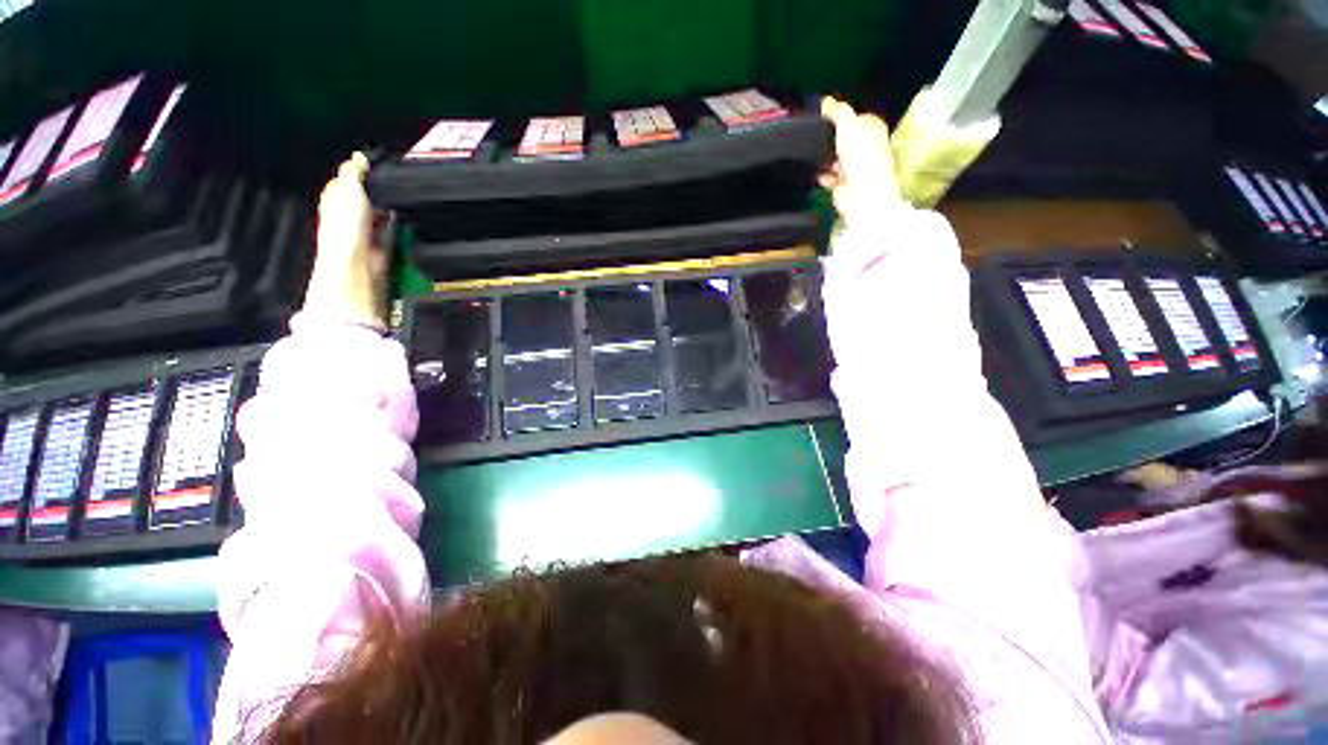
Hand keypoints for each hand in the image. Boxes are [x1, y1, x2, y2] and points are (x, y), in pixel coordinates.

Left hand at [304, 153, 389, 326]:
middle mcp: (349, 217)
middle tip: (394, 183)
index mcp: (335, 200)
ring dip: (391, 209)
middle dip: (380, 192)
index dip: (361, 173)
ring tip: (403, 200)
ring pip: (381, 215)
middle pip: (367, 199)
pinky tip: (406, 222)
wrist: (358, 266)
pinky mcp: (382, 249)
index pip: (347, 181)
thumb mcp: (348, 190)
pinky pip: (392, 233)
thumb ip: (354, 173)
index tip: (376, 165)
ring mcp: (366, 234)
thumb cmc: (345, 230)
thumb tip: (359, 157)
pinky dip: (399, 227)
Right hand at [818, 97, 903, 225]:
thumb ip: (837, 112)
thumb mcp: (848, 126)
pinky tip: (819, 175)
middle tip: (818, 138)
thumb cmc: (862, 159)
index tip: (825, 119)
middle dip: (831, 140)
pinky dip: (823, 176)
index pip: (855, 117)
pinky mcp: (844, 184)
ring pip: (836, 158)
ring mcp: (855, 167)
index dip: (840, 117)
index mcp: (871, 129)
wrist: (862, 194)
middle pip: (844, 138)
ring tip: (818, 157)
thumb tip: (826, 101)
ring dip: (826, 159)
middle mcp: (865, 147)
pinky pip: (829, 177)